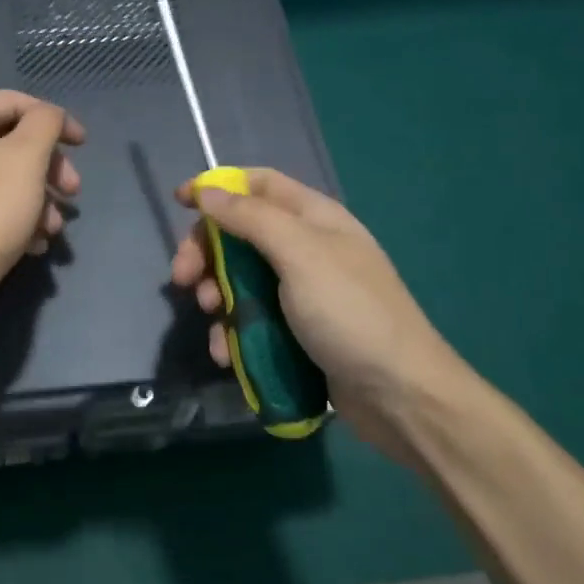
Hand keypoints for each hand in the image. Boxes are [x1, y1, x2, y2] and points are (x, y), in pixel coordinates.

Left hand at [0, 90, 84, 316]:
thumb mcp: (28, 156)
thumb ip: (46, 122)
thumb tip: (49, 116)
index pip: (16, 102)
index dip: (56, 120)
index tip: (83, 146)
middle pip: (13, 141)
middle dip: (49, 167)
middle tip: (73, 191)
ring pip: (7, 176)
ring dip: (39, 197)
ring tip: (54, 227)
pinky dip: (18, 215)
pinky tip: (34, 242)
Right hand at [169, 168, 460, 447]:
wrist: (402, 398)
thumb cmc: (350, 312)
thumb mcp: (299, 254)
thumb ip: (250, 218)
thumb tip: (207, 191)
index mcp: (313, 218)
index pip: (258, 185)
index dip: (219, 188)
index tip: (181, 202)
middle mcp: (306, 248)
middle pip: (241, 234)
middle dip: (206, 252)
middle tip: (181, 278)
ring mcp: (302, 293)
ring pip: (241, 280)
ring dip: (216, 296)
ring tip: (212, 319)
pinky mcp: (298, 332)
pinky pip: (254, 319)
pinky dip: (234, 331)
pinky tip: (227, 353)